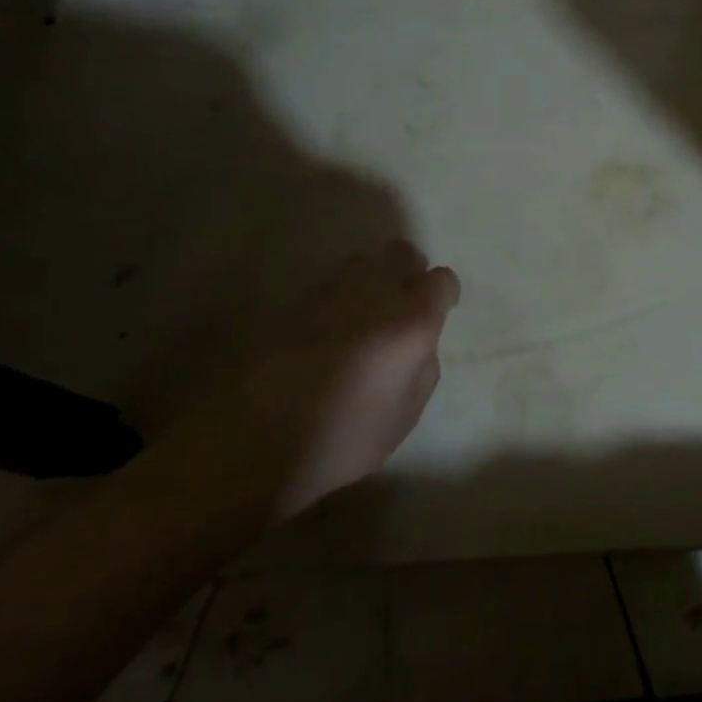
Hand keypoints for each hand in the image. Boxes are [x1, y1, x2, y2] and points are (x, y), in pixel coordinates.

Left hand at [137, 240, 460, 523]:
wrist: (257, 448)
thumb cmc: (348, 439)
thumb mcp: (407, 411)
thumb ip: (423, 363)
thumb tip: (420, 339)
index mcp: (409, 327)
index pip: (440, 279)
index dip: (443, 292)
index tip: (439, 309)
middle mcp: (370, 298)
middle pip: (398, 252)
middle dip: (407, 268)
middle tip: (402, 300)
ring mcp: (325, 297)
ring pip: (358, 264)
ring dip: (368, 281)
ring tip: (361, 315)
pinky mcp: (290, 306)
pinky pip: (325, 288)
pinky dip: (334, 301)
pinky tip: (325, 333)